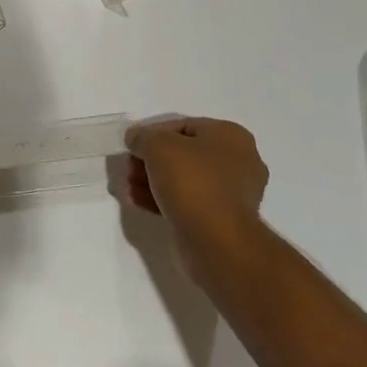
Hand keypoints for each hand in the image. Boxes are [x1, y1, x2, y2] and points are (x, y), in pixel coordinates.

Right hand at [124, 117, 268, 258]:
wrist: (215, 240)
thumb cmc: (191, 181)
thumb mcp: (158, 145)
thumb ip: (143, 136)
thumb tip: (135, 138)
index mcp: (231, 136)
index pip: (184, 126)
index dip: (153, 133)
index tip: (131, 146)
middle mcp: (238, 162)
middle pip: (183, 154)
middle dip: (150, 161)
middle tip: (128, 170)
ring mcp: (232, 194)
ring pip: (183, 180)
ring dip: (152, 181)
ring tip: (128, 188)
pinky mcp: (221, 220)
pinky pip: (188, 202)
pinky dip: (163, 200)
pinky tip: (138, 202)